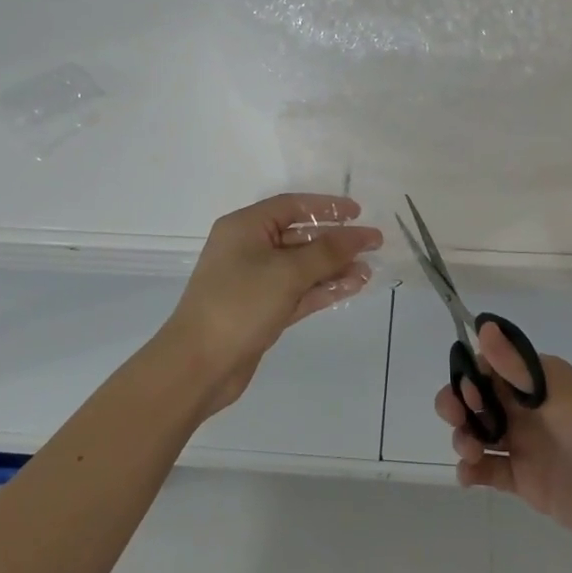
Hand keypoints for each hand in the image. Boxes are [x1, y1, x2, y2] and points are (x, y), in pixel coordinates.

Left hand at [166, 193, 381, 414]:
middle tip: (373, 245)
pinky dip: (323, 289)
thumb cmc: (239, 305)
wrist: (198, 366)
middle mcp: (249, 249)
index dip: (326, 207)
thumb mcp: (287, 272)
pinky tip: (351, 287)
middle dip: (336, 241)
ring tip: (368, 271)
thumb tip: (361, 234)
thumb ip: (328, 251)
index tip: (358, 213)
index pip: (292, 206)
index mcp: (245, 227)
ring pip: (302, 267)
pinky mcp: (262, 310)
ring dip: (334, 267)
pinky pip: (298, 291)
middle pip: (299, 236)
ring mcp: (255, 281)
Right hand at [435, 321, 571, 561]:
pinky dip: (472, 470)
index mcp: (535, 380)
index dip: (470, 376)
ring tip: (471, 453)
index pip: (489, 367)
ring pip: (479, 432)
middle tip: (455, 419)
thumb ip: (516, 367)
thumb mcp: (556, 396)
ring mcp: (524, 443)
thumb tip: (483, 325)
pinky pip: (489, 469)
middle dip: (457, 405)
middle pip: (477, 399)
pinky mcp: (524, 479)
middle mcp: (526, 407)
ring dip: (463, 437)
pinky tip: (468, 476)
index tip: (468, 393)